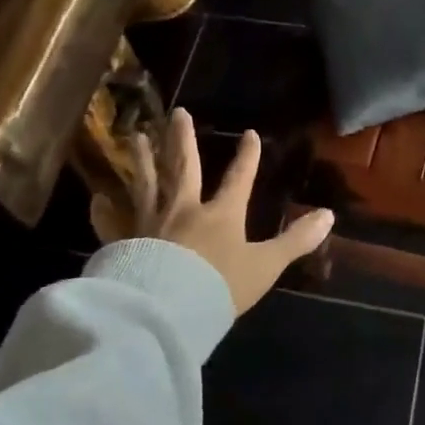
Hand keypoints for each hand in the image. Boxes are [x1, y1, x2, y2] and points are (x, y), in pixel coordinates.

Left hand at [91, 109, 334, 314]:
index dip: (247, 156)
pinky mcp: (124, 243)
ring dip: (142, 160)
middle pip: (184, 167)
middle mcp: (184, 210)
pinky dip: (102, 213)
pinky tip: (94, 200)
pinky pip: (111, 224)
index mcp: (220, 214)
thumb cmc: (219, 288)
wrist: (167, 311)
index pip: (238, 178)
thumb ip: (296, 241)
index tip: (251, 133)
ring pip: (146, 184)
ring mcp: (150, 224)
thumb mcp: (265, 265)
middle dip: (183, 140)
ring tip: (135, 137)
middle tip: (177, 113)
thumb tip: (330, 215)